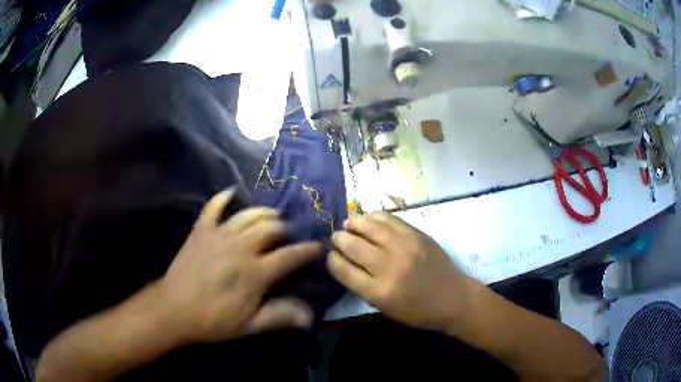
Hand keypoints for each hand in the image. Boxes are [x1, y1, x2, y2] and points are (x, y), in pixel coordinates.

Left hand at [157, 188, 320, 344]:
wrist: (174, 309)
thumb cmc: (213, 319)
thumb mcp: (249, 325)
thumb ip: (280, 316)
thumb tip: (310, 317)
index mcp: (256, 272)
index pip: (290, 255)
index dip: (308, 250)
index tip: (317, 247)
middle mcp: (241, 247)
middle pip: (271, 228)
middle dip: (286, 230)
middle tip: (289, 238)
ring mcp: (219, 234)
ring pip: (249, 214)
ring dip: (264, 213)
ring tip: (272, 218)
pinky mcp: (202, 230)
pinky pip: (214, 206)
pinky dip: (223, 197)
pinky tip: (232, 192)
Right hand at [327, 212, 476, 332]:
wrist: (452, 297)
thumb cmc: (417, 310)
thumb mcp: (384, 308)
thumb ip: (362, 286)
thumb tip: (344, 262)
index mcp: (379, 292)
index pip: (342, 269)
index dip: (332, 260)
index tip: (331, 256)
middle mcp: (389, 267)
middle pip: (352, 245)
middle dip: (339, 240)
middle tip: (337, 238)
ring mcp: (404, 247)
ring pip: (368, 227)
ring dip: (353, 223)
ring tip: (348, 224)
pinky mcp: (416, 234)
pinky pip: (389, 219)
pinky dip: (374, 217)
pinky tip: (369, 219)